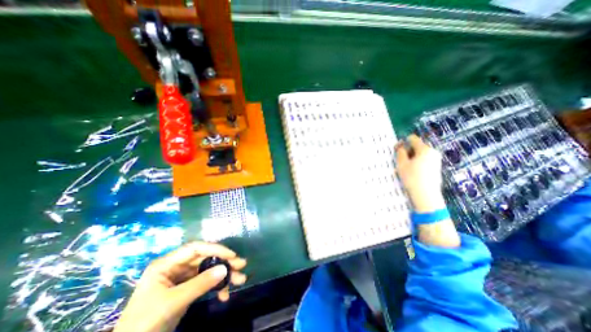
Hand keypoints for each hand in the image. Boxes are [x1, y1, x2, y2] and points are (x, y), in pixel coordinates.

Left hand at [112, 241, 246, 331]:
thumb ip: (200, 284)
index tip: (232, 255)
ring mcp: (183, 278)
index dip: (215, 248)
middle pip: (205, 258)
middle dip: (224, 262)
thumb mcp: (172, 302)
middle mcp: (176, 267)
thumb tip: (225, 269)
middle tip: (241, 265)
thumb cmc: (145, 322)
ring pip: (208, 270)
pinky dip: (216, 288)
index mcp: (167, 264)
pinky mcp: (187, 289)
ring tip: (240, 280)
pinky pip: (206, 283)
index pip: (196, 248)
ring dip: (224, 276)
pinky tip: (224, 295)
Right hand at [394, 135, 445, 211]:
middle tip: (401, 161)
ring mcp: (436, 159)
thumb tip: (401, 145)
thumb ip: (400, 152)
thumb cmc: (412, 177)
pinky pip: (425, 159)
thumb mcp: (402, 164)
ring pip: (421, 153)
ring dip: (412, 157)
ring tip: (407, 168)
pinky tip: (414, 172)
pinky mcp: (437, 166)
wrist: (426, 194)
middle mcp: (433, 152)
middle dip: (408, 151)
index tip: (397, 150)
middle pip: (417, 146)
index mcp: (425, 149)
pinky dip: (418, 162)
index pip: (413, 139)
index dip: (403, 142)